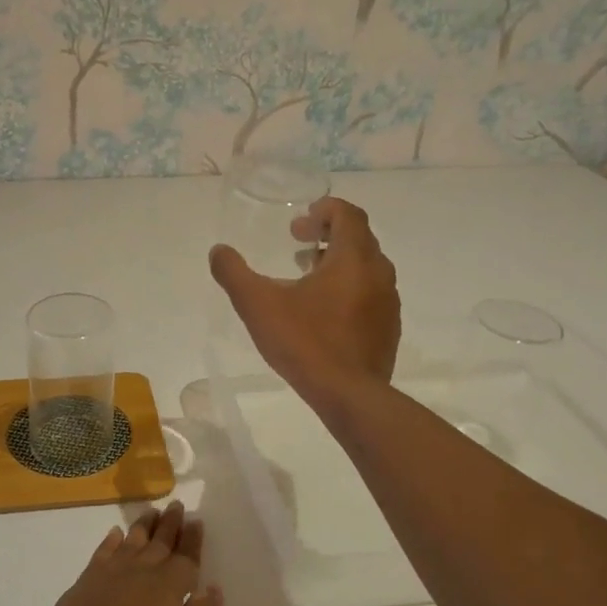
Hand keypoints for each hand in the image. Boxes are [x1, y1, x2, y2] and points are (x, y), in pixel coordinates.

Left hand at [26, 502, 220, 605]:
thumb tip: (211, 590)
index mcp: (170, 587)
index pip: (187, 557)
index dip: (193, 540)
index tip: (196, 521)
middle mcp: (142, 571)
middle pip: (160, 541)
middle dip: (171, 524)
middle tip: (176, 505)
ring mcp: (110, 574)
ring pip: (132, 540)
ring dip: (144, 525)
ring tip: (152, 512)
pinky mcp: (84, 583)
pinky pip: (103, 552)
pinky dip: (111, 541)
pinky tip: (115, 535)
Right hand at [209, 195, 400, 402]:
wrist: (349, 395)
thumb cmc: (305, 342)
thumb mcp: (258, 305)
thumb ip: (234, 273)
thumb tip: (218, 251)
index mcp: (353, 258)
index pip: (348, 215)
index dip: (324, 210)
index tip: (300, 221)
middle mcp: (379, 273)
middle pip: (358, 237)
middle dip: (327, 234)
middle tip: (297, 242)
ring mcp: (388, 302)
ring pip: (366, 266)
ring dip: (338, 261)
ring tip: (307, 275)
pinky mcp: (388, 328)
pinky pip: (370, 293)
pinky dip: (349, 287)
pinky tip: (323, 312)